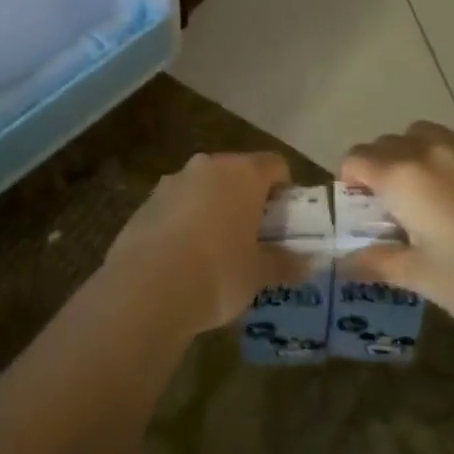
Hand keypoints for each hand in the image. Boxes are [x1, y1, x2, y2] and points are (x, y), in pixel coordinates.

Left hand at [101, 152, 301, 334]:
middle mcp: (206, 166)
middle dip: (247, 199)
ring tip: (217, 251)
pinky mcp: (145, 203)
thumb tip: (308, 264)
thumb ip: (284, 263)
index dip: (285, 189)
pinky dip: (185, 222)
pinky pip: (176, 206)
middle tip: (255, 237)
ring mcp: (171, 182)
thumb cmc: (218, 273)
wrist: (146, 289)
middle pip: (237, 173)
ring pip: (204, 188)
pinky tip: (184, 259)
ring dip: (214, 209)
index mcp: (242, 173)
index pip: (274, 164)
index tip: (285, 221)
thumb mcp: (258, 274)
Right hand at [339, 122, 453, 351]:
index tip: (359, 207)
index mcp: (405, 177)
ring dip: (416, 155)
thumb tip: (343, 263)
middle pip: (389, 142)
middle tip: (392, 206)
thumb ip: (377, 262)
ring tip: (430, 195)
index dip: (349, 180)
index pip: (357, 158)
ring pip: (429, 135)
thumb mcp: (421, 279)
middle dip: (381, 166)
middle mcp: (435, 151)